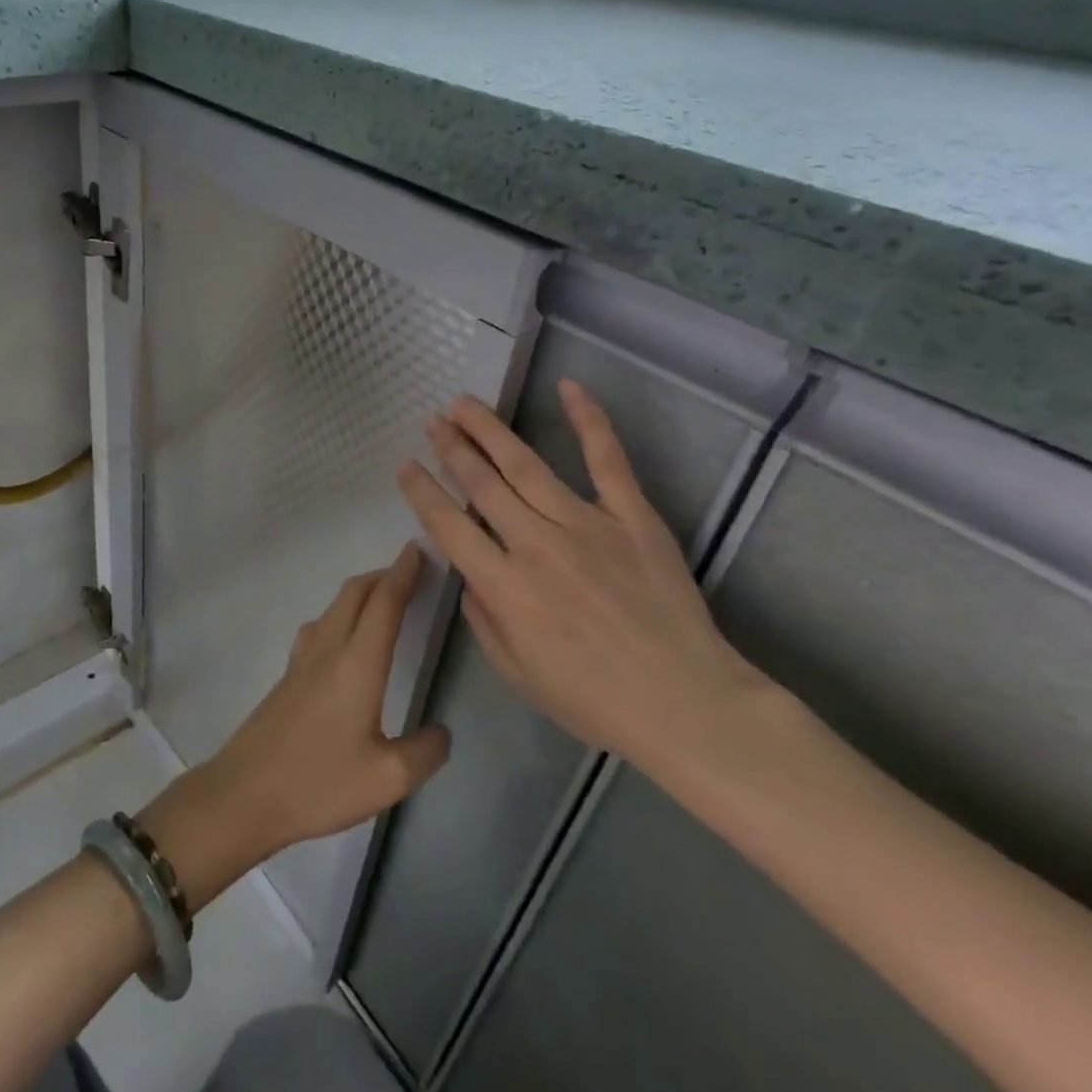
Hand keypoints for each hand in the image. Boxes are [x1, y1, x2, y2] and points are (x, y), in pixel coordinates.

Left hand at [138, 545, 451, 906]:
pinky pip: (321, 625)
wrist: (244, 793)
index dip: (404, 573)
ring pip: (335, 606)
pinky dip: (343, 613)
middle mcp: (328, 649)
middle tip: (412, 571)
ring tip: (386, 600)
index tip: (420, 549)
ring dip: (362, 592)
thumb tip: (440, 732)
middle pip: (355, 593)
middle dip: (384, 574)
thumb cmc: (318, 784)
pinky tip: (347, 637)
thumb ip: (424, 753)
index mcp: (357, 664)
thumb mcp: (387, 779)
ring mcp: (302, 659)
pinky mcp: (288, 674)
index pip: (384, 603)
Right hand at [396, 381, 770, 774]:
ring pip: (525, 464)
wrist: (686, 705)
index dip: (422, 491)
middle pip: (482, 484)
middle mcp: (535, 544)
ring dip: (490, 430)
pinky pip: (607, 460)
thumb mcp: (516, 674)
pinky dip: (588, 420)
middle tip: (432, 421)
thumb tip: (469, 575)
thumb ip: (482, 619)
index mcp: (504, 587)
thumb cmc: (594, 700)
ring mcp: (586, 524)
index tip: (405, 465)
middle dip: (451, 449)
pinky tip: (568, 386)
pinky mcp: (632, 516)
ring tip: (464, 404)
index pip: (448, 525)